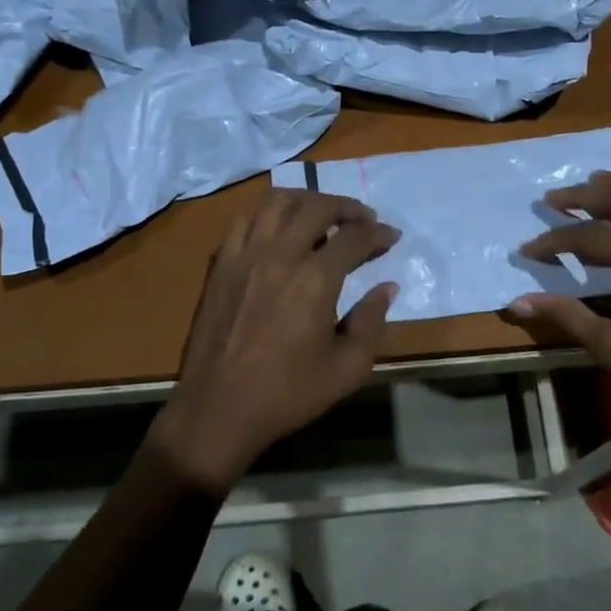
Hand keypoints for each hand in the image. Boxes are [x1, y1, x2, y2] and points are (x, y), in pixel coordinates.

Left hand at [148, 190, 399, 493]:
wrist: (219, 409)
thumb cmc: (288, 394)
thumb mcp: (347, 368)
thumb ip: (371, 322)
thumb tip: (386, 288)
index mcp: (315, 280)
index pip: (354, 237)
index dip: (378, 233)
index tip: (391, 237)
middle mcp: (279, 255)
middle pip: (317, 207)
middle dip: (347, 207)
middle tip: (363, 219)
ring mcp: (245, 256)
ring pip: (277, 203)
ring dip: (307, 200)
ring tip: (323, 214)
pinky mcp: (221, 264)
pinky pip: (245, 219)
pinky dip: (269, 212)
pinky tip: (280, 227)